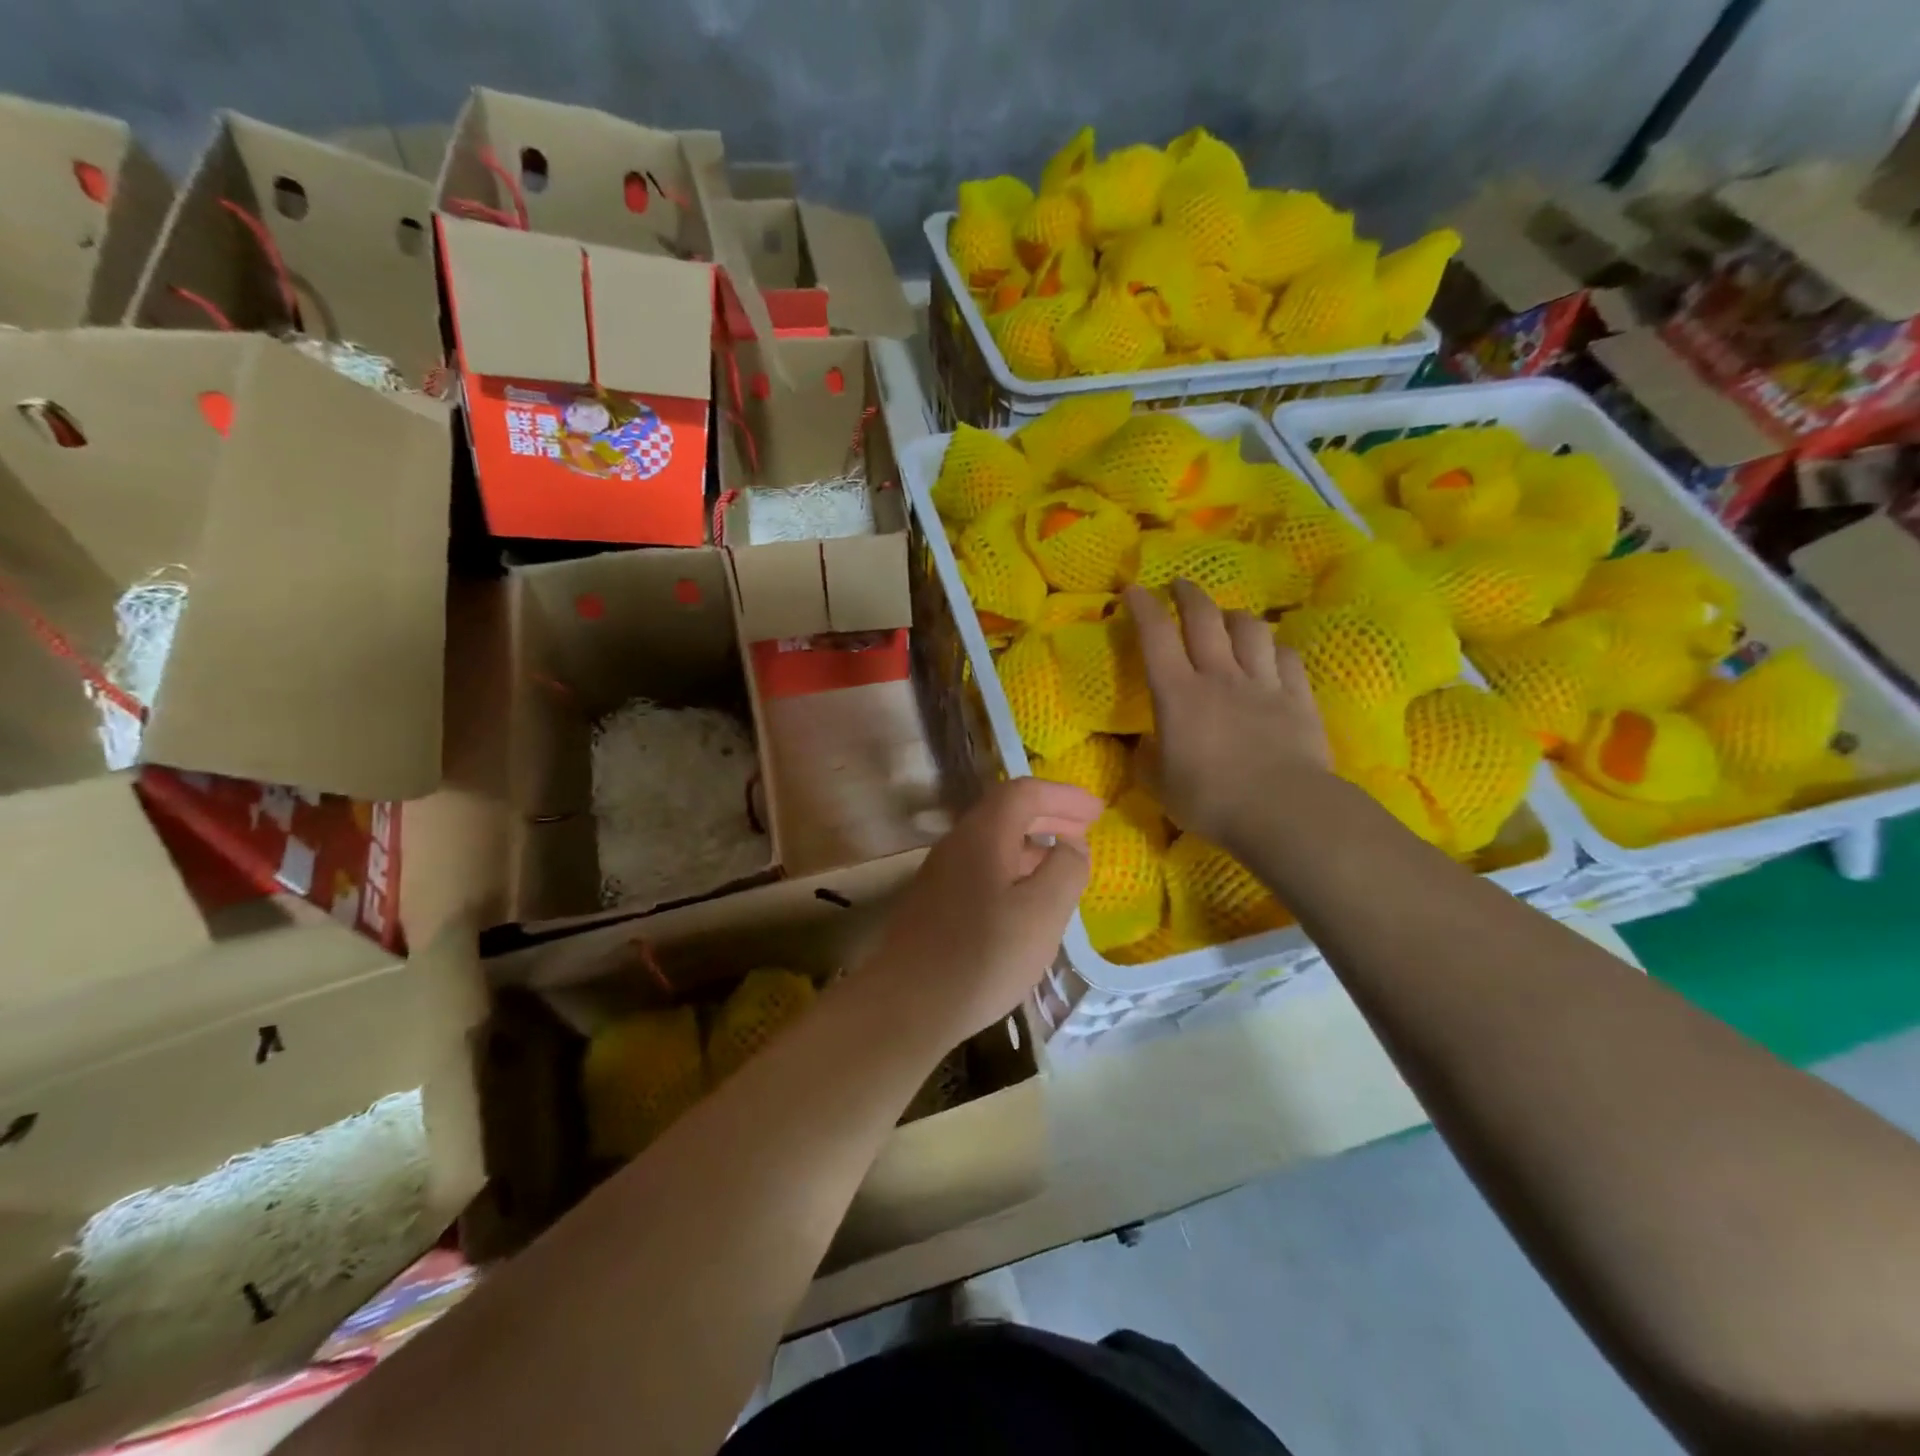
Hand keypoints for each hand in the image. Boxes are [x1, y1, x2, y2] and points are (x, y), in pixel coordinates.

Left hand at [855, 777, 1100, 1043]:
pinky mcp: (934, 902)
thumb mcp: (1042, 912)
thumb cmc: (983, 956)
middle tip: (1085, 829)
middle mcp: (956, 844)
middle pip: (1006, 812)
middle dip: (1049, 815)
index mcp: (983, 835)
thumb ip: (1066, 869)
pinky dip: (1012, 868)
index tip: (1097, 812)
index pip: (1024, 792)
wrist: (907, 1005)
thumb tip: (1071, 844)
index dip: (1063, 796)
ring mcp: (940, 873)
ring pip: (993, 842)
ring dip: (1031, 844)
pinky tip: (1025, 900)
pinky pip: (981, 867)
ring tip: (1062, 864)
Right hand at [1124, 581, 1332, 854]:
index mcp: (1178, 694)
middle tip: (1180, 586)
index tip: (1133, 590)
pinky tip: (1271, 652)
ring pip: (1250, 629)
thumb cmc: (1210, 800)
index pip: (1155, 636)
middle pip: (1205, 618)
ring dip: (1234, 616)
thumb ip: (1147, 761)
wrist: (1282, 810)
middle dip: (1189, 594)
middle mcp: (1219, 676)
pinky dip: (1274, 648)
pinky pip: (1286, 657)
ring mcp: (1262, 683)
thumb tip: (1144, 745)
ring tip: (1227, 618)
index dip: (1142, 607)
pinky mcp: (1297, 697)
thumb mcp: (1160, 786)